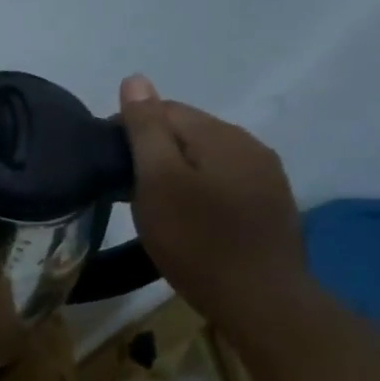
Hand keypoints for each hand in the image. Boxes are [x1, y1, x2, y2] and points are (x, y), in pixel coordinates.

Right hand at [118, 74, 308, 325]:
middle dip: (154, 148)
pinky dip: (200, 187)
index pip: (164, 109)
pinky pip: (225, 179)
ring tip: (154, 202)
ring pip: (207, 156)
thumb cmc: (197, 240)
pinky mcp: (271, 204)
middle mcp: (250, 145)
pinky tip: (189, 215)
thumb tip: (135, 78)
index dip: (128, 128)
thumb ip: (146, 128)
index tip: (107, 163)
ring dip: (178, 169)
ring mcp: (267, 176)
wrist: (261, 302)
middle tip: (125, 186)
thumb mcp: (158, 181)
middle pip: (188, 130)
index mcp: (220, 135)